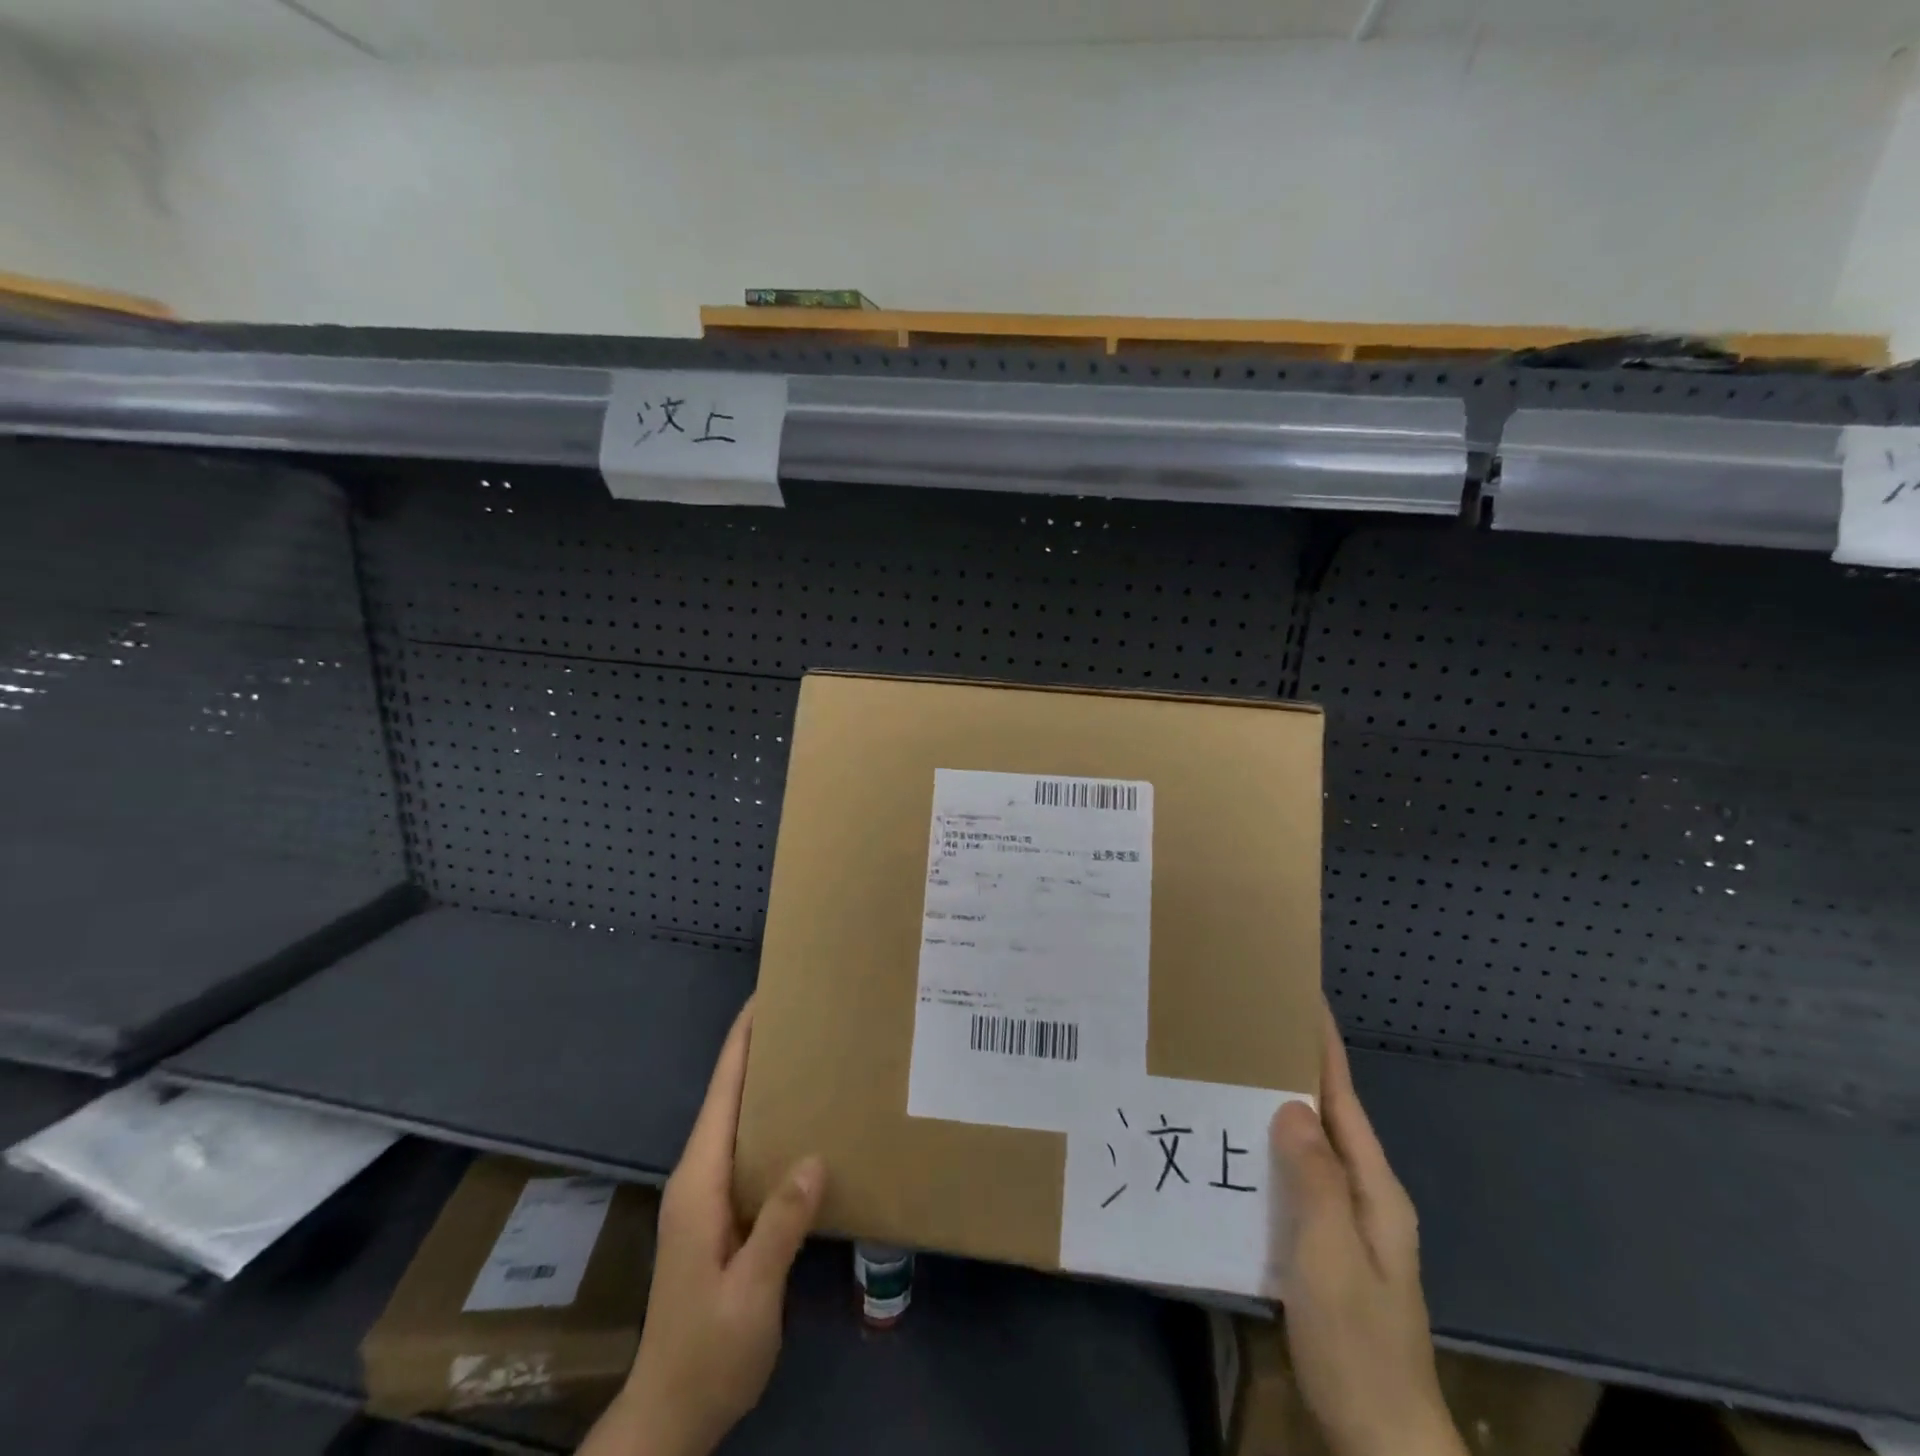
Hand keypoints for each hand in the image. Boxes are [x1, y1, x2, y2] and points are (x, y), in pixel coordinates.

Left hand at [582, 1001, 825, 1455]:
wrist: (672, 1414)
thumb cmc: (708, 1351)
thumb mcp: (749, 1294)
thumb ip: (779, 1225)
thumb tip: (815, 1158)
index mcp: (698, 1183)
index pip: (722, 1095)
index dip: (740, 1044)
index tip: (764, 999)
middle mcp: (698, 1177)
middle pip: (728, 1098)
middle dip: (758, 1052)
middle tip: (804, 1018)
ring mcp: (707, 1197)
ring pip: (738, 1122)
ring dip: (766, 1085)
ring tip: (811, 1055)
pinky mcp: (720, 1214)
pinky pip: (749, 1151)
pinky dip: (773, 1123)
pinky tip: (804, 1123)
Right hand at [1269, 1007, 1466, 1455]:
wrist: (1381, 1438)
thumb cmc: (1358, 1343)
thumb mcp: (1332, 1259)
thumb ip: (1314, 1179)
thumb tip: (1290, 1105)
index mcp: (1373, 1189)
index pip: (1343, 1098)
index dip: (1322, 1047)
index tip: (1299, 997)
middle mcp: (1362, 1196)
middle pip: (1326, 1116)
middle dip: (1291, 1068)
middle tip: (1242, 1028)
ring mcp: (1342, 1224)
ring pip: (1305, 1148)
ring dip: (1273, 1109)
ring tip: (1226, 1073)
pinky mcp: (1319, 1248)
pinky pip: (1291, 1181)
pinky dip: (1266, 1153)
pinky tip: (1230, 1149)